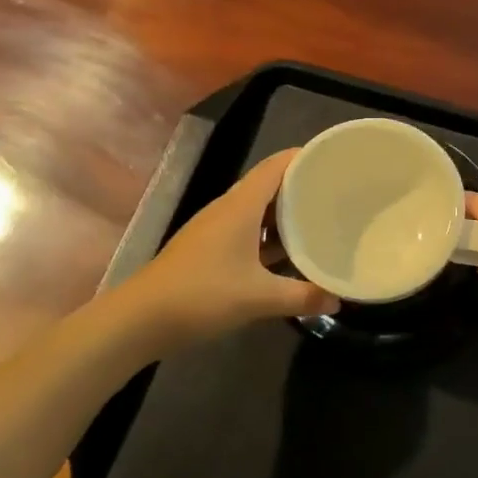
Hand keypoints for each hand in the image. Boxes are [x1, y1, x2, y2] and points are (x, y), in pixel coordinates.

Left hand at [80, 151, 337, 353]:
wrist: (139, 320)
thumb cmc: (201, 295)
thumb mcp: (258, 298)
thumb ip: (302, 296)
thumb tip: (338, 300)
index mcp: (240, 206)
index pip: (277, 166)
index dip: (304, 157)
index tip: (335, 159)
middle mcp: (228, 209)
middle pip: (269, 185)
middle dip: (301, 186)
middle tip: (335, 192)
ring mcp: (215, 229)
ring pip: (257, 209)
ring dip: (284, 212)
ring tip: (318, 218)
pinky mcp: (207, 249)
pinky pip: (246, 230)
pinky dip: (268, 235)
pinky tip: (285, 253)